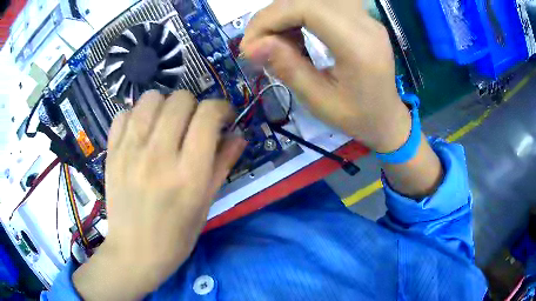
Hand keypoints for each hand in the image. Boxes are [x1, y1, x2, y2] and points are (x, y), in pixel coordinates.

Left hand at [73, 91, 246, 299]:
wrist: (134, 252)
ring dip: (165, 105)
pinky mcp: (112, 152)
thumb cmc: (176, 236)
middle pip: (180, 99)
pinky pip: (124, 113)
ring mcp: (130, 151)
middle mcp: (159, 155)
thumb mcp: (205, 204)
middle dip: (194, 106)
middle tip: (193, 124)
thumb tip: (239, 135)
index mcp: (188, 174)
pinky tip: (141, 133)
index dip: (221, 108)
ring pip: (151, 98)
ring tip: (166, 124)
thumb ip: (222, 164)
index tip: (223, 118)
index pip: (208, 114)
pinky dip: (137, 116)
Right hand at [241, 0, 410, 152]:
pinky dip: (300, 14)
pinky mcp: (361, 19)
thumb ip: (288, 69)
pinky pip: (324, 5)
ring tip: (276, 41)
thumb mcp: (319, 102)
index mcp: (358, 46)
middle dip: (274, 16)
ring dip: (286, 14)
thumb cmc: (357, 117)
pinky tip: (295, 35)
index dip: (271, 18)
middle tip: (257, 43)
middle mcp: (365, 24)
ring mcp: (366, 18)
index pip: (308, 8)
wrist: (387, 118)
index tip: (250, 44)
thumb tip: (251, 46)